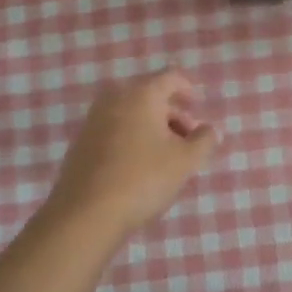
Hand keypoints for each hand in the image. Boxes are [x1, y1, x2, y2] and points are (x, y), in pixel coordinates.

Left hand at [39, 70, 220, 237]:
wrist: (86, 214)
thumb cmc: (143, 179)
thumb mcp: (185, 161)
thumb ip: (204, 140)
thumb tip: (210, 130)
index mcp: (142, 94)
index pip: (171, 78)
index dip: (188, 89)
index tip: (198, 107)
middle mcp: (115, 98)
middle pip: (150, 95)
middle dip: (172, 113)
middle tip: (187, 139)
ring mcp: (93, 120)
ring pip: (131, 114)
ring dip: (152, 127)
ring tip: (166, 156)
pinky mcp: (81, 143)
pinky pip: (114, 130)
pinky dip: (131, 138)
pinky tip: (139, 166)